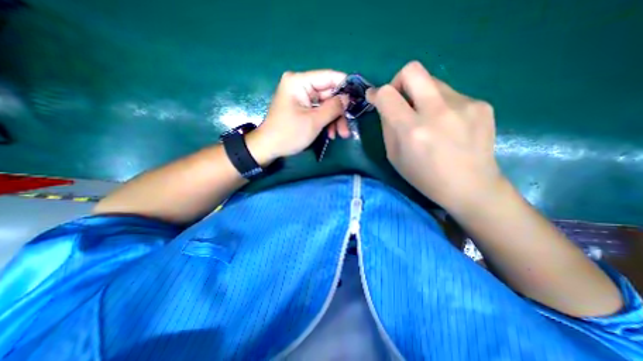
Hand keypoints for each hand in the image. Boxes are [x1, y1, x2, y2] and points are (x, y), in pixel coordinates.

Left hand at [249, 69, 350, 161]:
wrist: (269, 147)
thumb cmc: (289, 134)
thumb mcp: (314, 121)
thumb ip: (333, 108)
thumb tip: (348, 98)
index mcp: (299, 82)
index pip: (329, 77)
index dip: (346, 86)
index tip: (359, 97)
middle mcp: (300, 85)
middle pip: (329, 94)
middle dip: (339, 112)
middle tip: (347, 128)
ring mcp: (301, 97)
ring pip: (325, 105)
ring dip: (334, 120)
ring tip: (341, 135)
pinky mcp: (302, 108)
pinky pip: (318, 111)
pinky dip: (326, 122)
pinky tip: (330, 134)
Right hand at [370, 61, 504, 210]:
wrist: (470, 186)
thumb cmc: (424, 177)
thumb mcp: (394, 156)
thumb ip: (388, 127)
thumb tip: (385, 106)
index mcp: (412, 130)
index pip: (387, 94)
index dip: (376, 92)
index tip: (374, 97)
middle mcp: (437, 112)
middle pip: (412, 70)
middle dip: (398, 80)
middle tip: (399, 99)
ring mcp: (464, 104)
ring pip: (432, 81)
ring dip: (421, 96)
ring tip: (428, 118)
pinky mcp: (481, 104)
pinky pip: (450, 94)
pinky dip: (440, 105)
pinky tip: (447, 125)